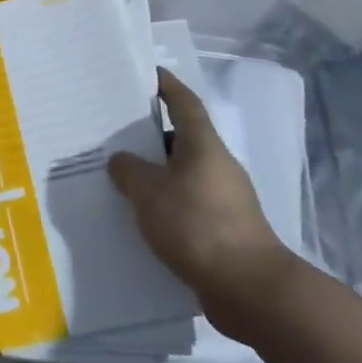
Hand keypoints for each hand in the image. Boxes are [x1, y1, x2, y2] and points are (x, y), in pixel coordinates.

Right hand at [108, 69, 297, 341]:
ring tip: (116, 179)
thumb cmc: (197, 226)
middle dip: (148, 136)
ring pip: (179, 176)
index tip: (147, 73)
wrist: (249, 289)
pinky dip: (161, 205)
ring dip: (153, 175)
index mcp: (203, 146)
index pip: (184, 102)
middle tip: (112, 133)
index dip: (166, 85)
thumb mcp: (149, 193)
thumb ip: (128, 171)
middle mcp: (216, 166)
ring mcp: (223, 200)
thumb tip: (121, 161)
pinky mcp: (221, 230)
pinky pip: (183, 206)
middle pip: (180, 139)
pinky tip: (136, 219)